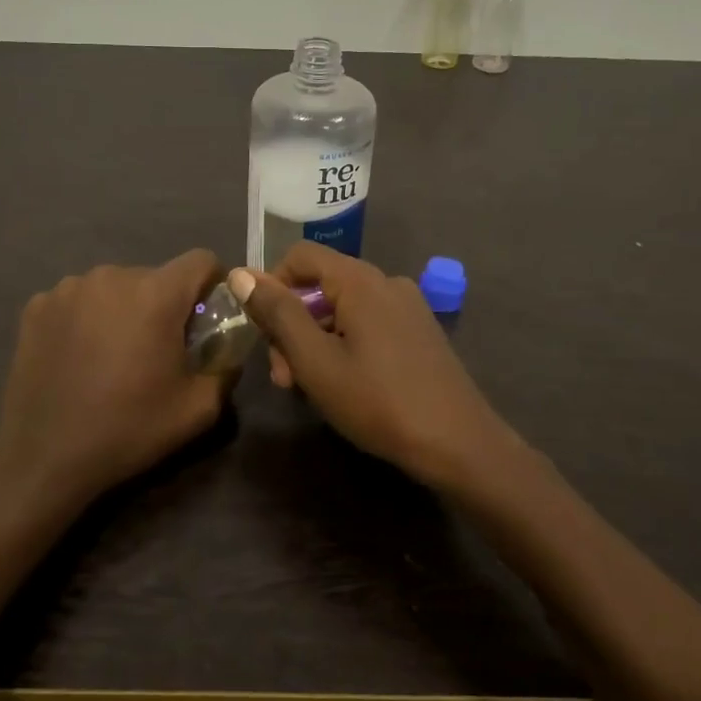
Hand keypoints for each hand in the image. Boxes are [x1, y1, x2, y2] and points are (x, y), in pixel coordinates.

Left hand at [0, 250, 230, 504]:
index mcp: (155, 294)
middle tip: (157, 349)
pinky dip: (86, 318)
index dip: (212, 285)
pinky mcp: (37, 305)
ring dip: (123, 309)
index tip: (207, 318)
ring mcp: (68, 288)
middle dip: (164, 305)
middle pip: (155, 276)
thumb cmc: (128, 429)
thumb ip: (226, 368)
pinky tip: (78, 356)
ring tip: (113, 354)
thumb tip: (228, 347)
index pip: (201, 260)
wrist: (44, 457)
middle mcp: (112, 276)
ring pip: (115, 286)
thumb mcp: (198, 409)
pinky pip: (78, 299)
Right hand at [232, 243, 516, 488]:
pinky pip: (368, 324)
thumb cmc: (379, 402)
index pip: (300, 256)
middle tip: (284, 377)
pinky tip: (345, 385)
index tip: (265, 335)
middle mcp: (386, 282)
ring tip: (310, 389)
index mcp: (361, 280)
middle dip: (293, 324)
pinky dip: (344, 345)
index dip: (271, 286)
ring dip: (316, 340)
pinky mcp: (419, 332)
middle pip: (321, 285)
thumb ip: (277, 314)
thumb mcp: (315, 361)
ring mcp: (408, 307)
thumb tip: (241, 273)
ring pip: (343, 308)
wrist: (459, 444)